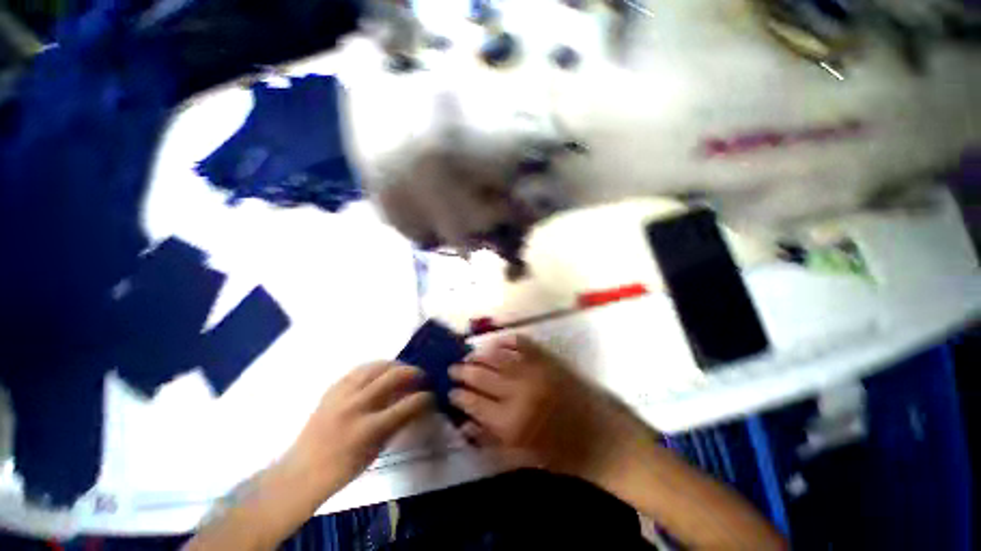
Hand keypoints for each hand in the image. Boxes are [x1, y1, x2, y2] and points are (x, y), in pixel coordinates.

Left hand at [283, 362, 432, 499]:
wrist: (302, 472)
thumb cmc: (343, 469)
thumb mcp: (377, 449)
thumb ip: (398, 423)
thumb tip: (418, 405)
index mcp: (369, 428)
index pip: (407, 404)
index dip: (424, 397)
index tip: (432, 395)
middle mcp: (356, 405)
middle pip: (392, 376)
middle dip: (413, 372)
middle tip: (421, 376)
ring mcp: (342, 394)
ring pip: (376, 366)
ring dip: (395, 365)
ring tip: (403, 369)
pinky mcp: (332, 389)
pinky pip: (359, 369)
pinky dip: (375, 367)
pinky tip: (381, 371)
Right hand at [449, 335, 654, 485]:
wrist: (605, 439)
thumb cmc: (564, 456)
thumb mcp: (523, 458)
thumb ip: (490, 440)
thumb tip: (465, 425)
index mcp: (511, 423)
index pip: (474, 403)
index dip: (459, 395)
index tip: (450, 390)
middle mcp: (519, 392)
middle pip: (482, 376)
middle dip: (464, 371)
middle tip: (454, 368)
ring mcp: (535, 371)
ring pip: (498, 357)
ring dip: (480, 355)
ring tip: (469, 354)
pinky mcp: (549, 360)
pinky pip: (523, 344)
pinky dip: (507, 341)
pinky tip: (497, 342)